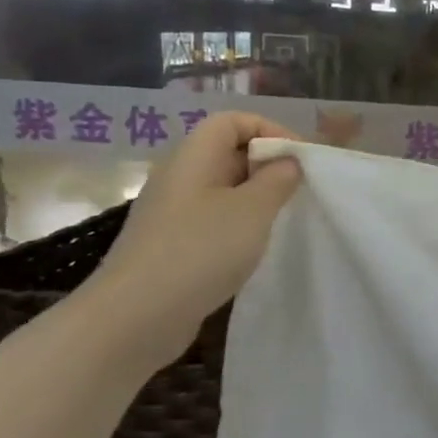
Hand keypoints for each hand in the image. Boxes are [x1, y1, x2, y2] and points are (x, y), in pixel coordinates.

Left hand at [86, 112, 303, 366]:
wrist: (135, 316)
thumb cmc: (200, 251)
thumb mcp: (253, 210)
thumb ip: (277, 180)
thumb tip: (287, 162)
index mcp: (194, 157)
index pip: (233, 121)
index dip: (271, 130)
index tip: (301, 160)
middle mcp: (179, 177)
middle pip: (228, 152)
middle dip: (268, 165)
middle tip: (300, 190)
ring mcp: (172, 212)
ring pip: (223, 188)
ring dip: (257, 198)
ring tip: (283, 220)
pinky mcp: (172, 244)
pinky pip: (213, 219)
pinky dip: (240, 225)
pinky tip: (255, 249)